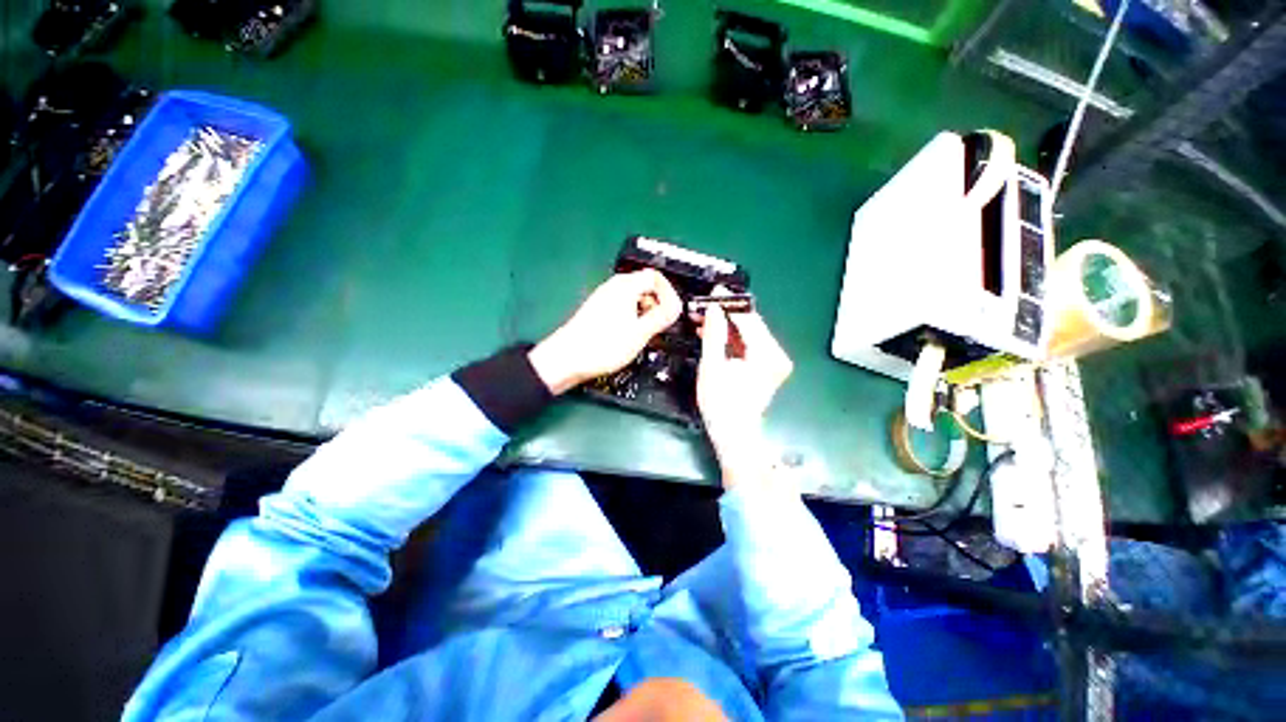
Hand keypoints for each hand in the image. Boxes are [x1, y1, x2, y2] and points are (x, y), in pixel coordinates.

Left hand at [529, 270, 681, 394]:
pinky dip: (633, 318)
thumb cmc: (605, 344)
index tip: (672, 312)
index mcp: (626, 286)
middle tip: (661, 325)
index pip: (656, 277)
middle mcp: (614, 287)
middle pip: (645, 287)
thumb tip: (676, 306)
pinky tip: (630, 336)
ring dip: (646, 313)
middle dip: (658, 304)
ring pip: (634, 299)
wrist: (568, 358)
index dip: (669, 293)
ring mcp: (604, 298)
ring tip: (646, 334)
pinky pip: (623, 308)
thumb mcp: (641, 332)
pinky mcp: (598, 311)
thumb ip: (662, 316)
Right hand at [696, 298, 792, 487]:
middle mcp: (776, 354)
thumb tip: (714, 308)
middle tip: (704, 306)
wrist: (733, 433)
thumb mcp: (713, 366)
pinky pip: (748, 345)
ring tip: (704, 320)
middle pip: (750, 325)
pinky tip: (714, 335)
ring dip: (727, 327)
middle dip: (726, 315)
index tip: (712, 292)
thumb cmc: (721, 404)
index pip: (749, 319)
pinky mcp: (767, 367)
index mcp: (767, 354)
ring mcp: (773, 361)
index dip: (729, 305)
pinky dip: (732, 340)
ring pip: (748, 334)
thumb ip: (714, 334)